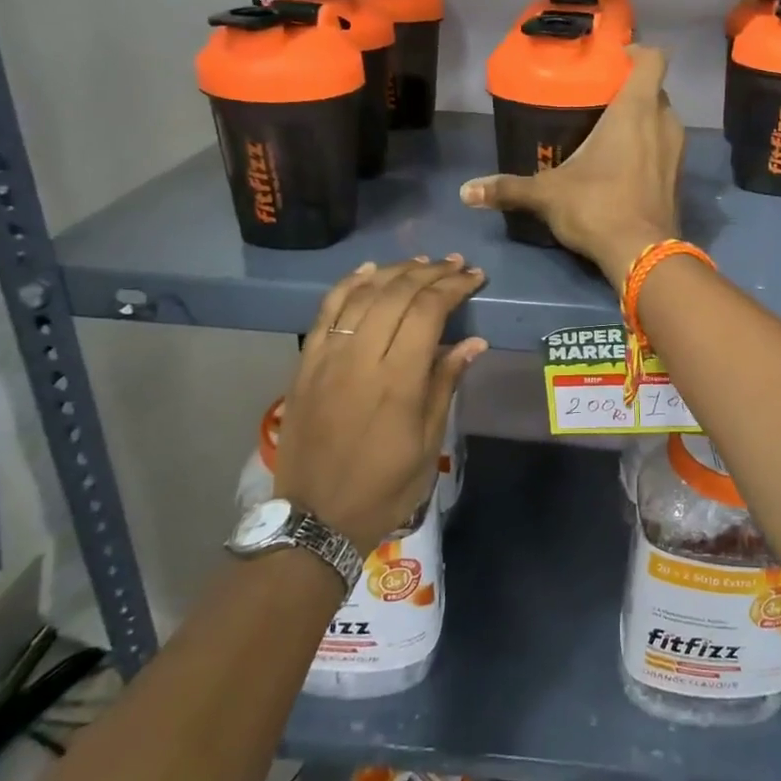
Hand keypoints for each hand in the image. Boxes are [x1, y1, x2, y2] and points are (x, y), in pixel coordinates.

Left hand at [274, 256, 488, 554]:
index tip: (474, 277)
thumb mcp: (428, 442)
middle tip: (455, 264)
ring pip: (362, 295)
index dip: (453, 287)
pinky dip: (349, 284)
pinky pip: (327, 310)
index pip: (428, 312)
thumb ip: (445, 384)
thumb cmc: (384, 487)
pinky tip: (369, 271)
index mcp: (397, 380)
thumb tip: (473, 343)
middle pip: (396, 295)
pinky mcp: (306, 362)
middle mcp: (360, 358)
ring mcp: (327, 356)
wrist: (316, 517)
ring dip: (394, 272)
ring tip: (421, 263)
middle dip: (430, 273)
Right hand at [460, 45, 684, 286]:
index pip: (653, 59)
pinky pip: (665, 150)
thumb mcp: (547, 194)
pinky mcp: (679, 179)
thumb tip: (465, 192)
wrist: (643, 255)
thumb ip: (508, 188)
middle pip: (655, 90)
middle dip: (631, 92)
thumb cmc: (597, 207)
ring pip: (662, 121)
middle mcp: (664, 122)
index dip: (637, 52)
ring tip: (609, 134)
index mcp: (636, 110)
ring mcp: (677, 152)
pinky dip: (649, 150)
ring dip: (642, 122)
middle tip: (599, 101)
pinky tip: (623, 168)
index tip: (613, 59)